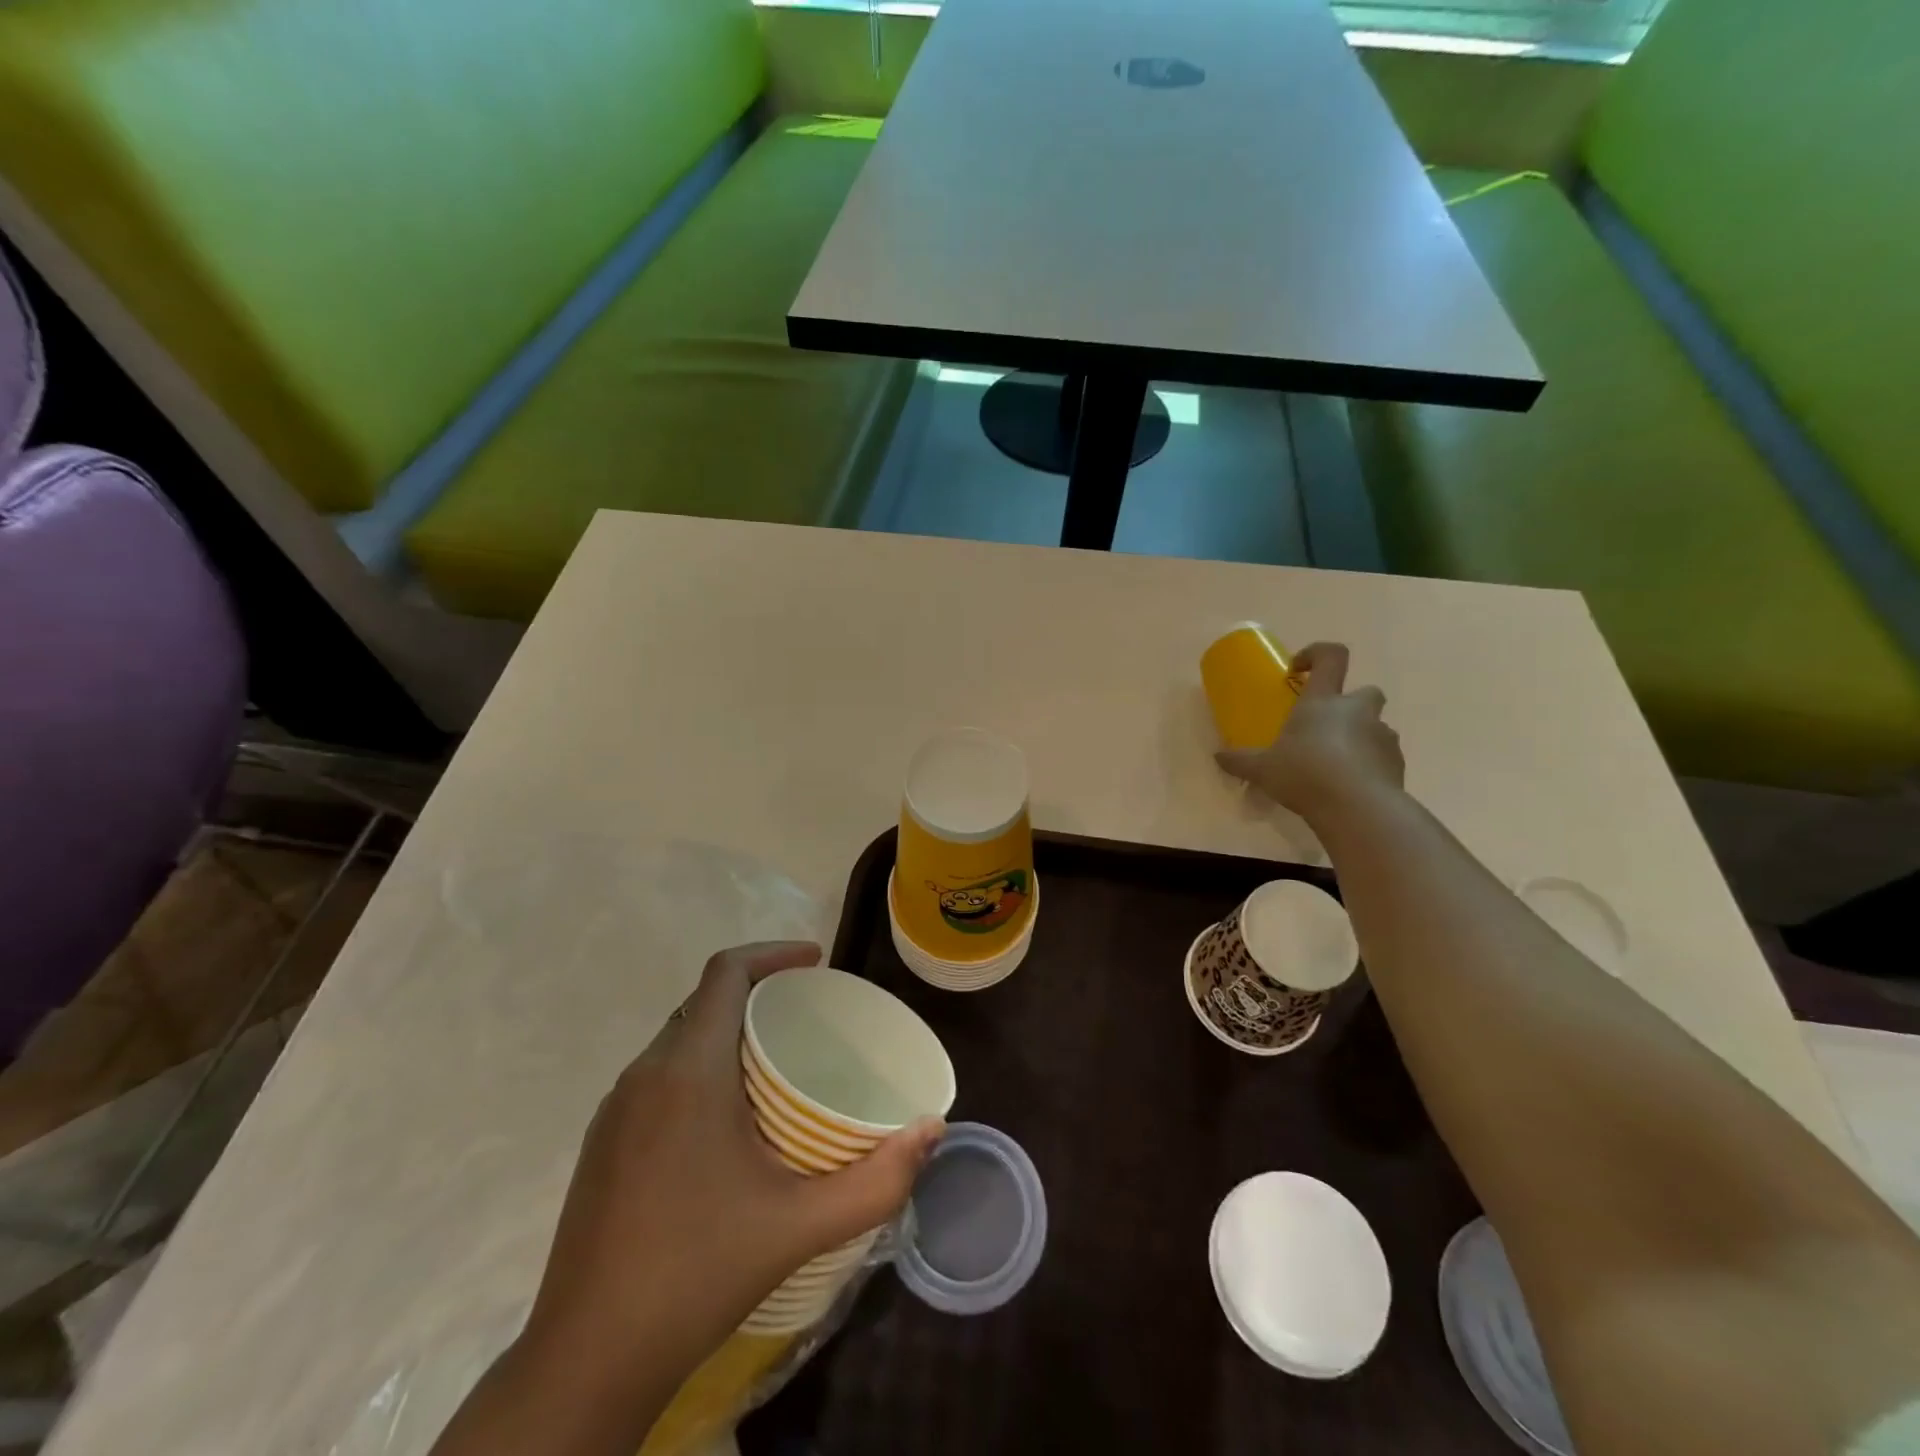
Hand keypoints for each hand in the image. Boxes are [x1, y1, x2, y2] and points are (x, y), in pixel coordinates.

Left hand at [521, 942, 942, 1403]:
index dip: (772, 953)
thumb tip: (933, 1131)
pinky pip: (658, 1074)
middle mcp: (644, 1074)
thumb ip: (877, 1178)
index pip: (724, 973)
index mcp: (688, 1071)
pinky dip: (698, 1066)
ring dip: (726, 1030)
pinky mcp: (601, 1143)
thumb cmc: (697, 1273)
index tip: (817, 962)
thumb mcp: (800, 1225)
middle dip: (756, 991)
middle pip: (704, 1001)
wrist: (587, 1360)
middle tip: (808, 1016)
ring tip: (776, 1062)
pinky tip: (727, 1119)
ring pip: (678, 1037)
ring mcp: (614, 1110)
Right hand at [1215, 642, 1403, 821]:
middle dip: (1347, 704)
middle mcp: (1357, 710)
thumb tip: (1217, 757)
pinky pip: (1382, 756)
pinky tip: (1347, 786)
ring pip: (1373, 726)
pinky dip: (1368, 765)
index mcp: (1323, 701)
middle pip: (1363, 691)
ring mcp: (1382, 736)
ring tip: (1333, 765)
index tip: (1299, 671)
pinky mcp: (1397, 764)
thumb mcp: (1262, 769)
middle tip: (1322, 727)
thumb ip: (1241, 761)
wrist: (1359, 809)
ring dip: (1357, 737)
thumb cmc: (1305, 774)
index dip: (1317, 654)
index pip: (1331, 656)